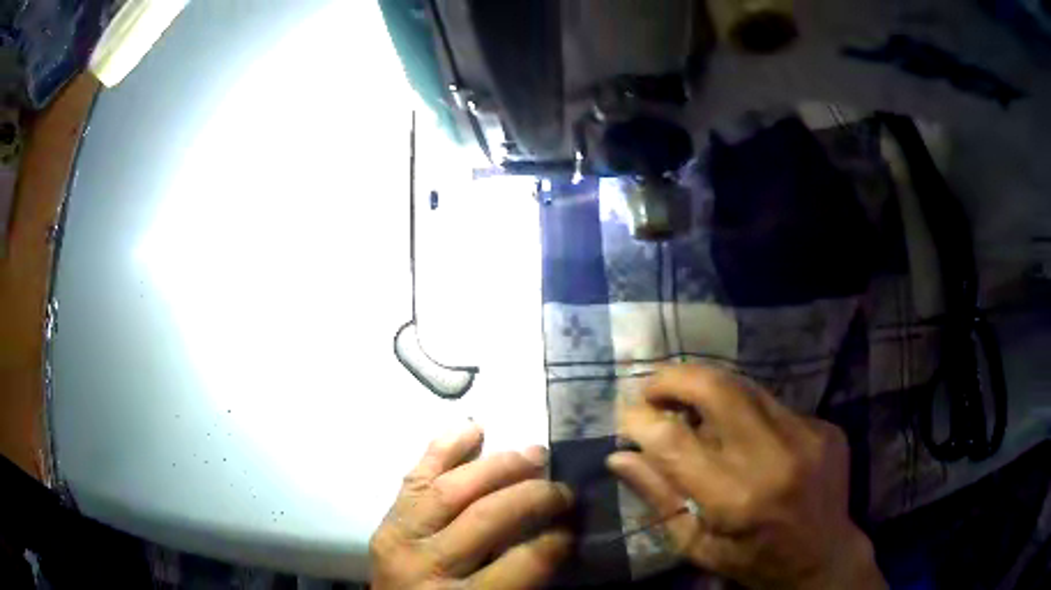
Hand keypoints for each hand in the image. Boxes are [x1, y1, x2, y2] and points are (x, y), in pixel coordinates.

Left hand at [369, 422, 573, 588]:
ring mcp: (400, 538)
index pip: (522, 561)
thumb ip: (523, 576)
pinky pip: (415, 478)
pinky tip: (472, 430)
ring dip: (498, 466)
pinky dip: (444, 450)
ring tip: (534, 454)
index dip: (556, 540)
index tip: (573, 526)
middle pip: (485, 516)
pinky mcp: (386, 522)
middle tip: (563, 489)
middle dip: (533, 496)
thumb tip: (558, 532)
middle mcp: (426, 564)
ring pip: (450, 490)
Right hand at [609, 365, 886, 589]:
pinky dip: (746, 412)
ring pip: (746, 387)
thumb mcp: (697, 546)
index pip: (675, 441)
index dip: (641, 421)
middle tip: (652, 388)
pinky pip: (774, 406)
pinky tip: (743, 434)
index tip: (625, 417)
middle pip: (717, 389)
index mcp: (735, 500)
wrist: (824, 557)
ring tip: (689, 403)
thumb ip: (660, 497)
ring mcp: (807, 436)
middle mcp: (774, 458)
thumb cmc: (752, 561)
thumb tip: (620, 456)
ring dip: (709, 389)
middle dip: (675, 379)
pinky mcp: (825, 427)